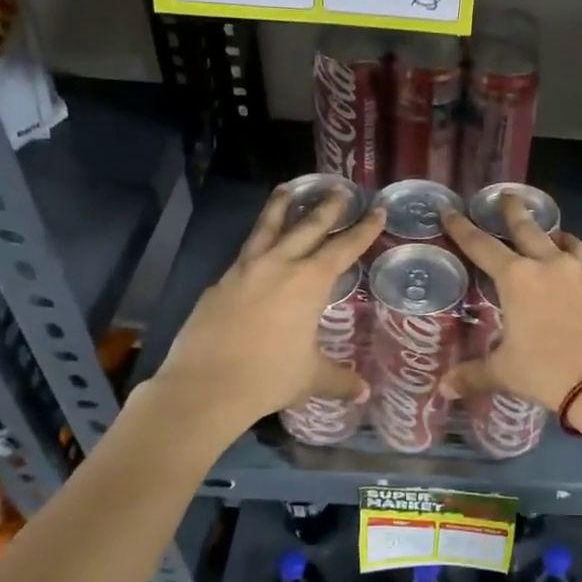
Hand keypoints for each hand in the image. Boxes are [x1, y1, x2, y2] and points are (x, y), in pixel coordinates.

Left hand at [153, 187, 384, 433]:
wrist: (205, 386)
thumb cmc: (269, 378)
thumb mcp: (310, 378)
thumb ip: (339, 379)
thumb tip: (364, 392)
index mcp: (308, 282)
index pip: (343, 248)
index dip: (363, 230)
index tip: (376, 211)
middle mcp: (278, 266)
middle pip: (307, 227)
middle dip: (327, 207)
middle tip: (339, 189)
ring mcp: (244, 271)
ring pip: (266, 228)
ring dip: (281, 207)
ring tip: (287, 189)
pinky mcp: (219, 284)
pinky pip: (244, 254)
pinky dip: (256, 244)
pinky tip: (257, 250)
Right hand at [439, 196, 581, 412]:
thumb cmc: (546, 371)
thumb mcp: (504, 373)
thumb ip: (473, 375)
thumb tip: (444, 389)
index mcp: (516, 279)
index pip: (481, 246)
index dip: (462, 228)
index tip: (450, 210)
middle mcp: (547, 266)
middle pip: (527, 229)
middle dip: (513, 211)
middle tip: (507, 195)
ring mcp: (579, 274)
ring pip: (562, 241)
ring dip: (551, 232)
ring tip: (549, 231)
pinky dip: (575, 256)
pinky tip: (575, 264)